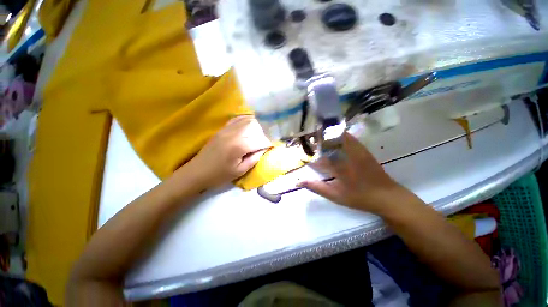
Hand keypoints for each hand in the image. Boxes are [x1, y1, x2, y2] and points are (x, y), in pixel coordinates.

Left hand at [181, 115, 271, 189]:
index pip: (260, 140)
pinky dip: (245, 121)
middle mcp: (234, 134)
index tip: (272, 146)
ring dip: (256, 127)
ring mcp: (227, 129)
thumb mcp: (240, 171)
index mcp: (240, 146)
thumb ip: (254, 158)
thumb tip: (264, 149)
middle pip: (255, 126)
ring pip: (247, 120)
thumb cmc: (220, 175)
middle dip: (263, 133)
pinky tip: (248, 127)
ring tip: (258, 135)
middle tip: (264, 142)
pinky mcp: (222, 129)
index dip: (268, 143)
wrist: (197, 172)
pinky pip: (237, 120)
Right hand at [301, 133, 411, 214]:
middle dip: (316, 139)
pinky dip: (340, 135)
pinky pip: (349, 137)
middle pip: (327, 141)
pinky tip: (335, 135)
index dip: (307, 151)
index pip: (317, 153)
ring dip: (327, 135)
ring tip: (318, 136)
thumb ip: (315, 187)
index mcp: (337, 165)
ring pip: (338, 137)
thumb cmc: (358, 197)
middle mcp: (345, 154)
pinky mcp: (363, 149)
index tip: (300, 151)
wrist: (386, 196)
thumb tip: (297, 182)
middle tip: (308, 140)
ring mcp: (356, 150)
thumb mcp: (334, 195)